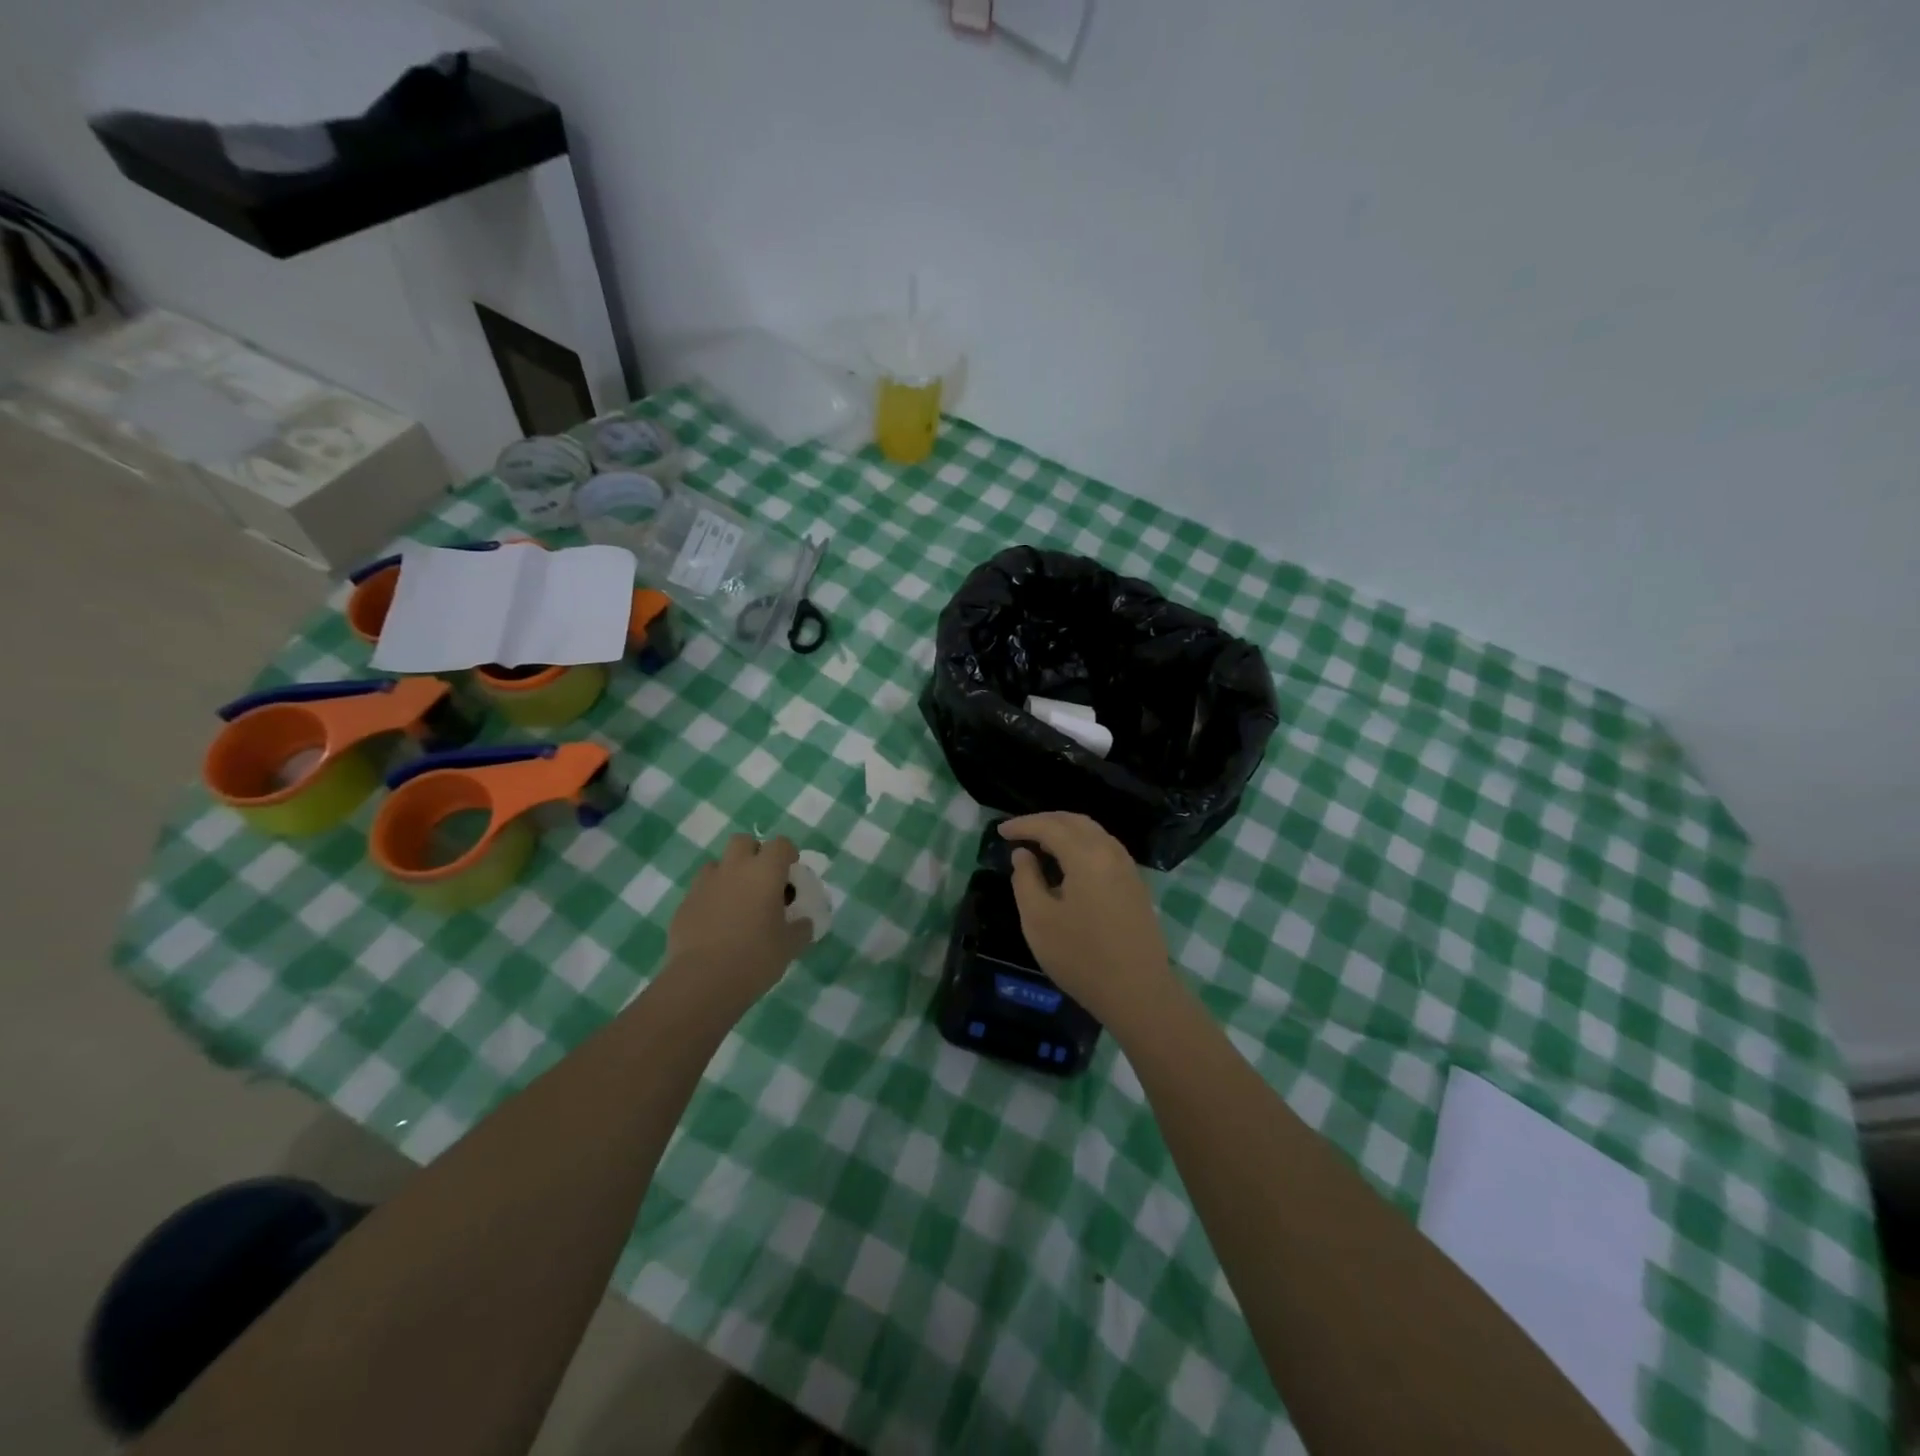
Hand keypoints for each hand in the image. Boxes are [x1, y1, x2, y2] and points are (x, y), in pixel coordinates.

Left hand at [664, 835, 810, 1006]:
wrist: (703, 981)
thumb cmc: (756, 957)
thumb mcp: (790, 945)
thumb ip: (800, 928)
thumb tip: (803, 923)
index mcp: (765, 872)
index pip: (780, 844)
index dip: (788, 854)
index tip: (791, 872)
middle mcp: (734, 868)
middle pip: (743, 842)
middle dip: (754, 854)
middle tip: (762, 881)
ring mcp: (705, 884)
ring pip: (718, 864)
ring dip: (729, 874)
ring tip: (737, 902)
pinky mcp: (684, 904)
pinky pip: (701, 890)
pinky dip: (711, 898)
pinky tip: (716, 924)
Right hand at [998, 813, 1174, 1026]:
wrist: (1138, 992)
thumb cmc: (1081, 957)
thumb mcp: (1038, 920)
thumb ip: (1025, 879)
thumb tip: (1023, 854)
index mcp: (1087, 856)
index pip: (1050, 826)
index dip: (1023, 825)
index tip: (1000, 832)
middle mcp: (1111, 852)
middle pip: (1075, 822)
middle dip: (1045, 821)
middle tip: (1019, 832)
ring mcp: (1127, 868)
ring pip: (1093, 833)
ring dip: (1065, 831)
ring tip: (1040, 844)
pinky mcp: (1135, 885)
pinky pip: (1104, 849)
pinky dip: (1081, 845)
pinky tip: (1068, 863)